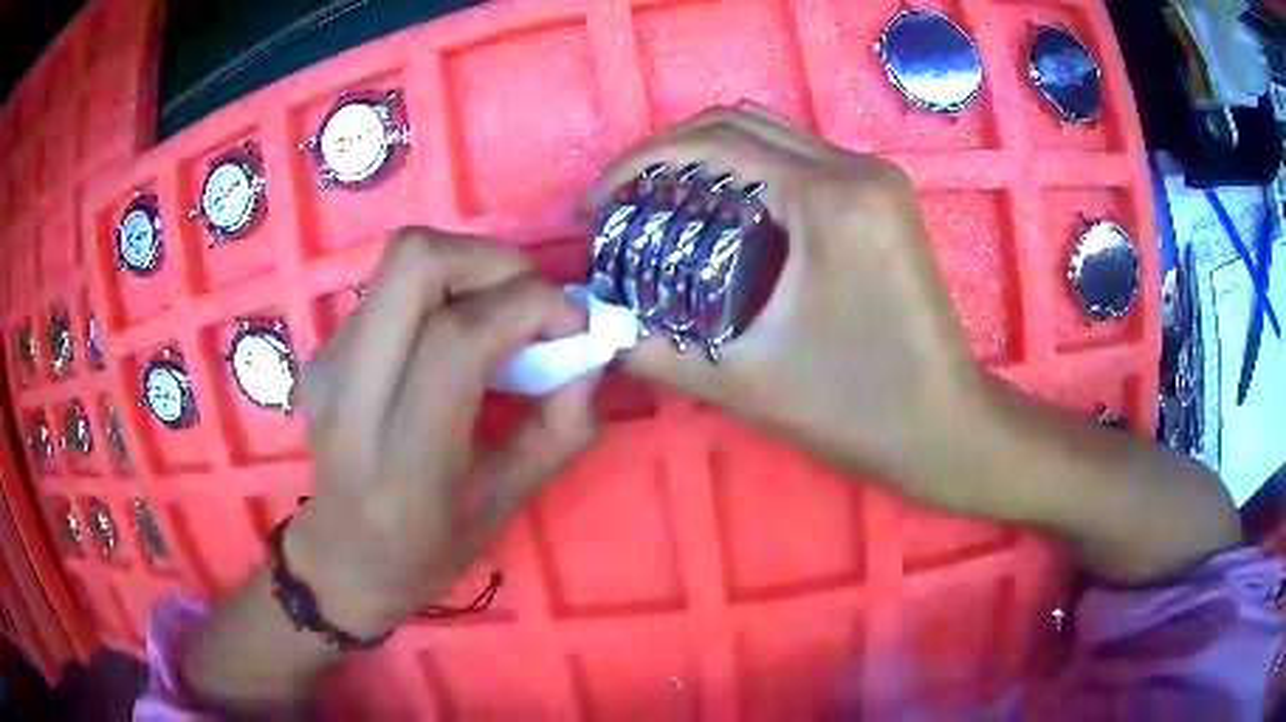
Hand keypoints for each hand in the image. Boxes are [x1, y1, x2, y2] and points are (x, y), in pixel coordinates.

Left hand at [284, 228, 597, 637]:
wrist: (345, 556)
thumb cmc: (428, 549)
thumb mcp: (507, 505)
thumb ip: (559, 429)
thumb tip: (589, 355)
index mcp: (403, 455)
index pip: (459, 338)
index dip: (528, 307)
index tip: (575, 321)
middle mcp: (353, 393)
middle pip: (414, 262)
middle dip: (491, 260)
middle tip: (530, 297)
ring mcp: (329, 363)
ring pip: (400, 261)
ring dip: (468, 268)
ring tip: (499, 311)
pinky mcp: (322, 350)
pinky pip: (390, 288)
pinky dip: (439, 292)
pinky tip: (451, 337)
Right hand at [582, 104, 980, 490]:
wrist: (946, 427)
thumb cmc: (858, 410)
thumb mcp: (745, 382)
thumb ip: (656, 349)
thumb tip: (595, 328)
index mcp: (829, 199)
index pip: (713, 145)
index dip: (638, 165)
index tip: (595, 205)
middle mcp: (857, 168)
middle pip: (740, 123)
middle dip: (667, 151)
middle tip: (621, 197)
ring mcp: (877, 179)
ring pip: (772, 135)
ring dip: (707, 156)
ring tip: (659, 200)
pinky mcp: (885, 198)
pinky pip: (801, 160)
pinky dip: (749, 172)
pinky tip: (720, 211)